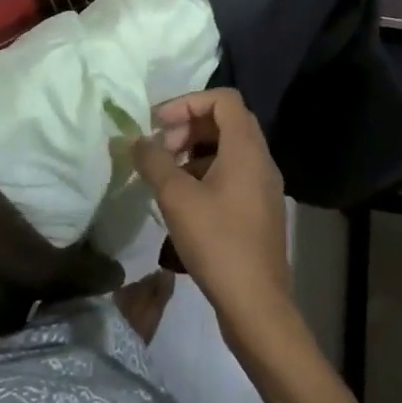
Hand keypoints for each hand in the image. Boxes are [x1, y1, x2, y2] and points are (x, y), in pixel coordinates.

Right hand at [130, 88, 294, 347]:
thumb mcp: (177, 198)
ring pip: (229, 150)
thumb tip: (137, 140)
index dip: (188, 102)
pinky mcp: (259, 210)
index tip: (159, 123)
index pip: (223, 99)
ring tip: (167, 176)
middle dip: (189, 126)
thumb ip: (154, 161)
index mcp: (247, 148)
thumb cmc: (217, 242)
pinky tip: (183, 201)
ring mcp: (264, 186)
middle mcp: (261, 160)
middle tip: (161, 150)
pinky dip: (206, 174)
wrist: (256, 303)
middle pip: (226, 122)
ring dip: (195, 151)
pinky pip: (233, 174)